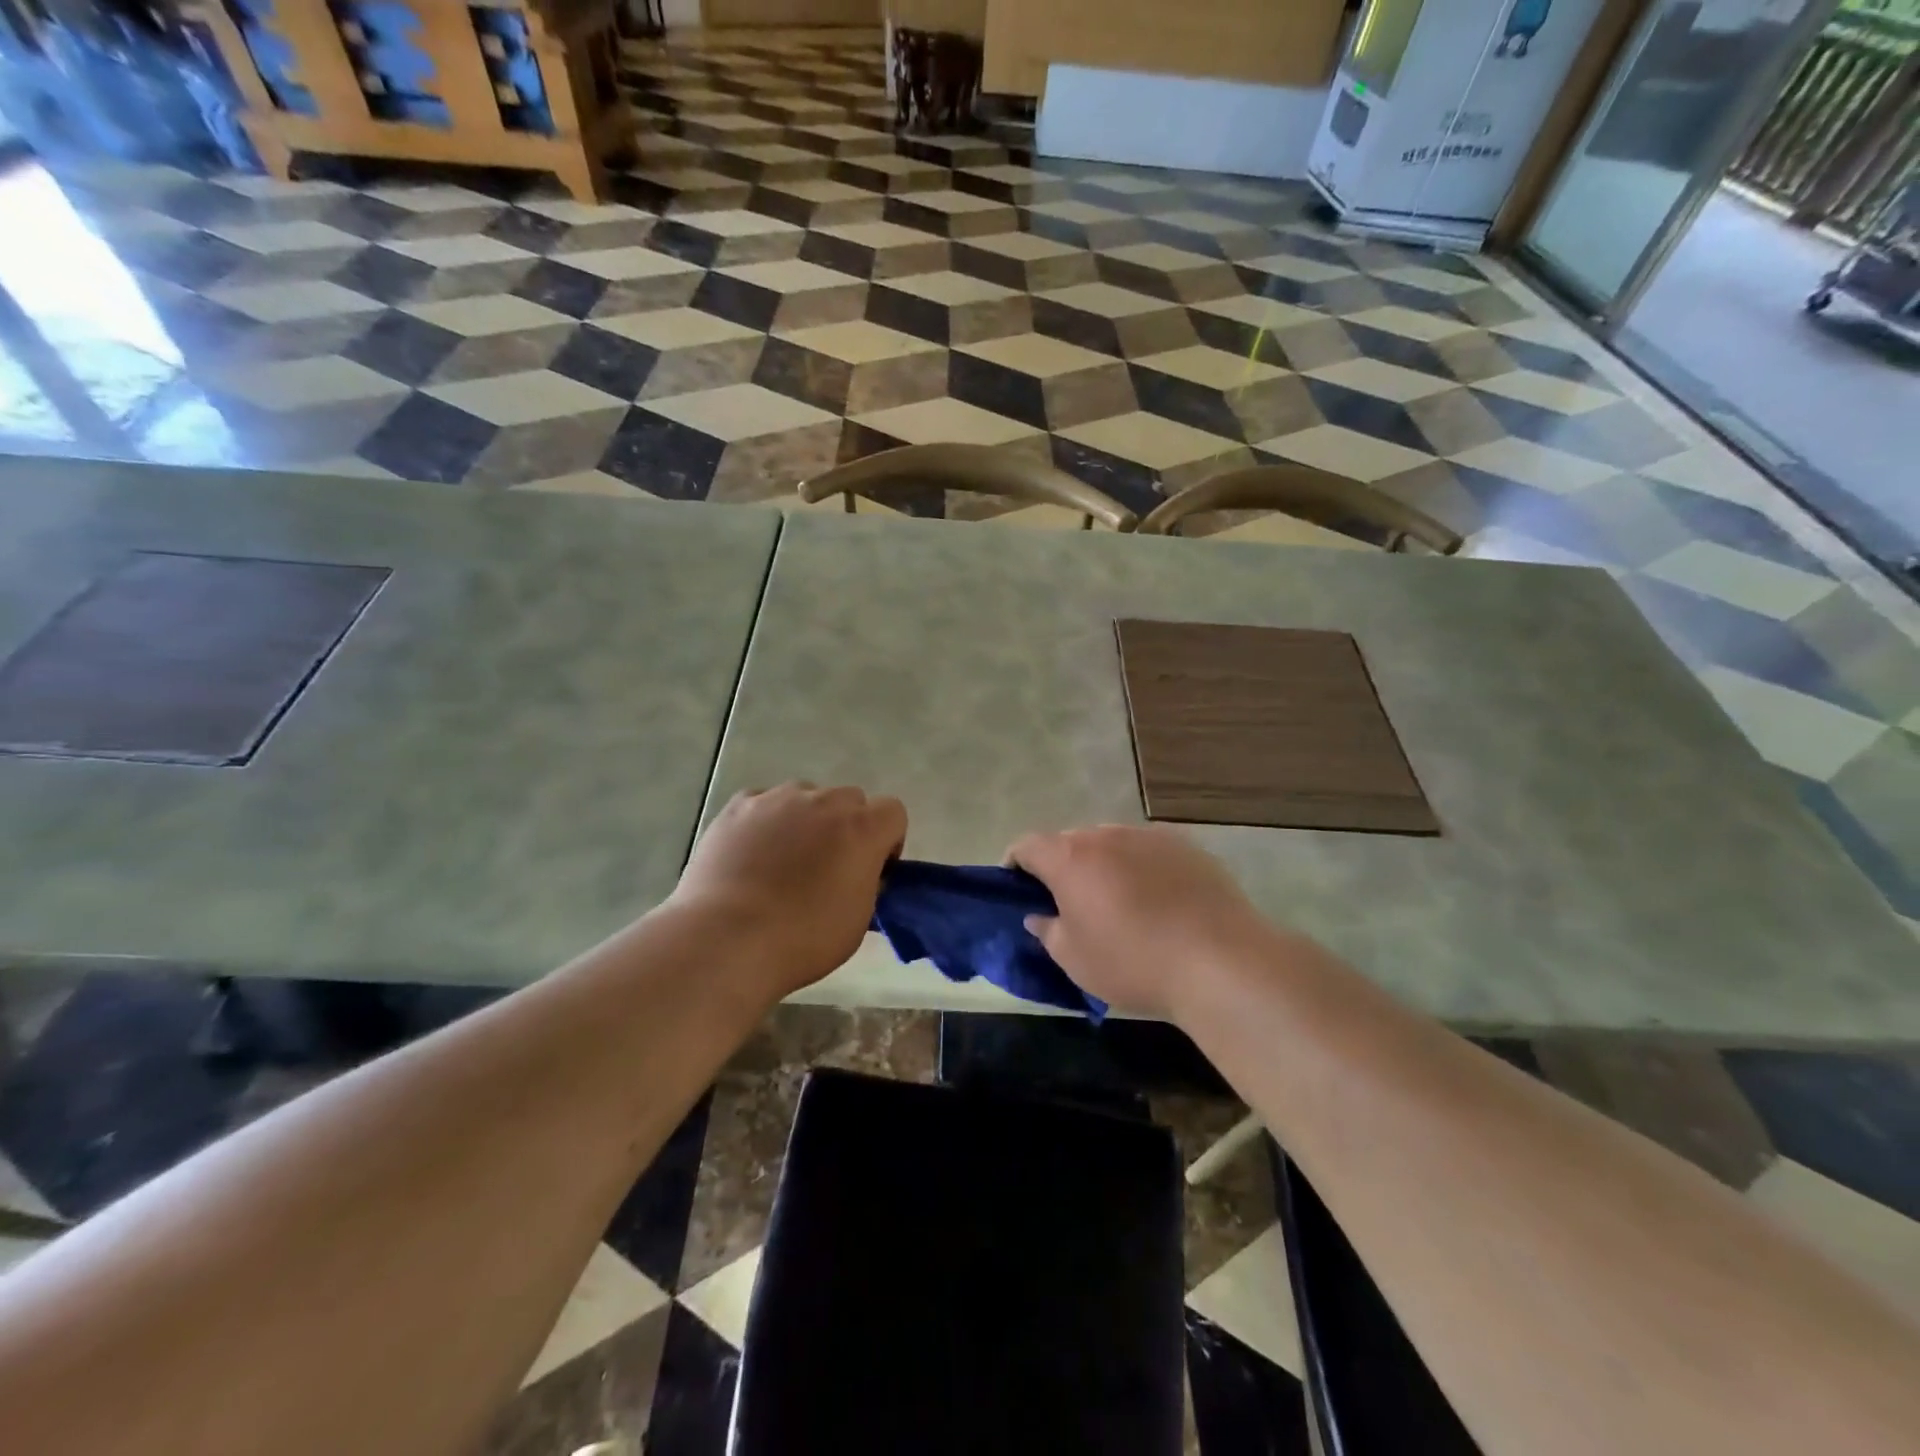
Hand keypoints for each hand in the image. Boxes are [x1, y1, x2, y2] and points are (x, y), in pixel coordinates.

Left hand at [669, 784, 906, 997]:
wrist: (727, 939)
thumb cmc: (803, 939)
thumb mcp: (858, 919)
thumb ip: (867, 883)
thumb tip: (858, 872)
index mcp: (862, 829)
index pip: (893, 812)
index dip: (887, 840)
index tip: (872, 869)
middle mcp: (824, 802)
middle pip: (849, 800)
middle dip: (846, 826)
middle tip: (827, 866)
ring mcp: (778, 799)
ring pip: (804, 797)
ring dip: (805, 820)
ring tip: (781, 860)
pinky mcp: (739, 806)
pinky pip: (762, 803)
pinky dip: (764, 821)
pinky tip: (750, 854)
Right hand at [1007, 825, 1277, 1022]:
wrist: (1221, 960)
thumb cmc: (1134, 962)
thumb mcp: (1075, 959)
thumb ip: (1048, 931)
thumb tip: (1039, 916)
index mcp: (1071, 858)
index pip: (1027, 845)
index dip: (1015, 863)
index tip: (1017, 887)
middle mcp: (1107, 835)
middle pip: (1071, 842)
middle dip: (1062, 866)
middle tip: (1069, 903)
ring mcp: (1150, 836)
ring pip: (1112, 844)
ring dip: (1104, 865)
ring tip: (1118, 903)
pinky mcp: (1187, 847)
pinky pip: (1149, 852)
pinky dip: (1141, 868)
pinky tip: (1159, 902)